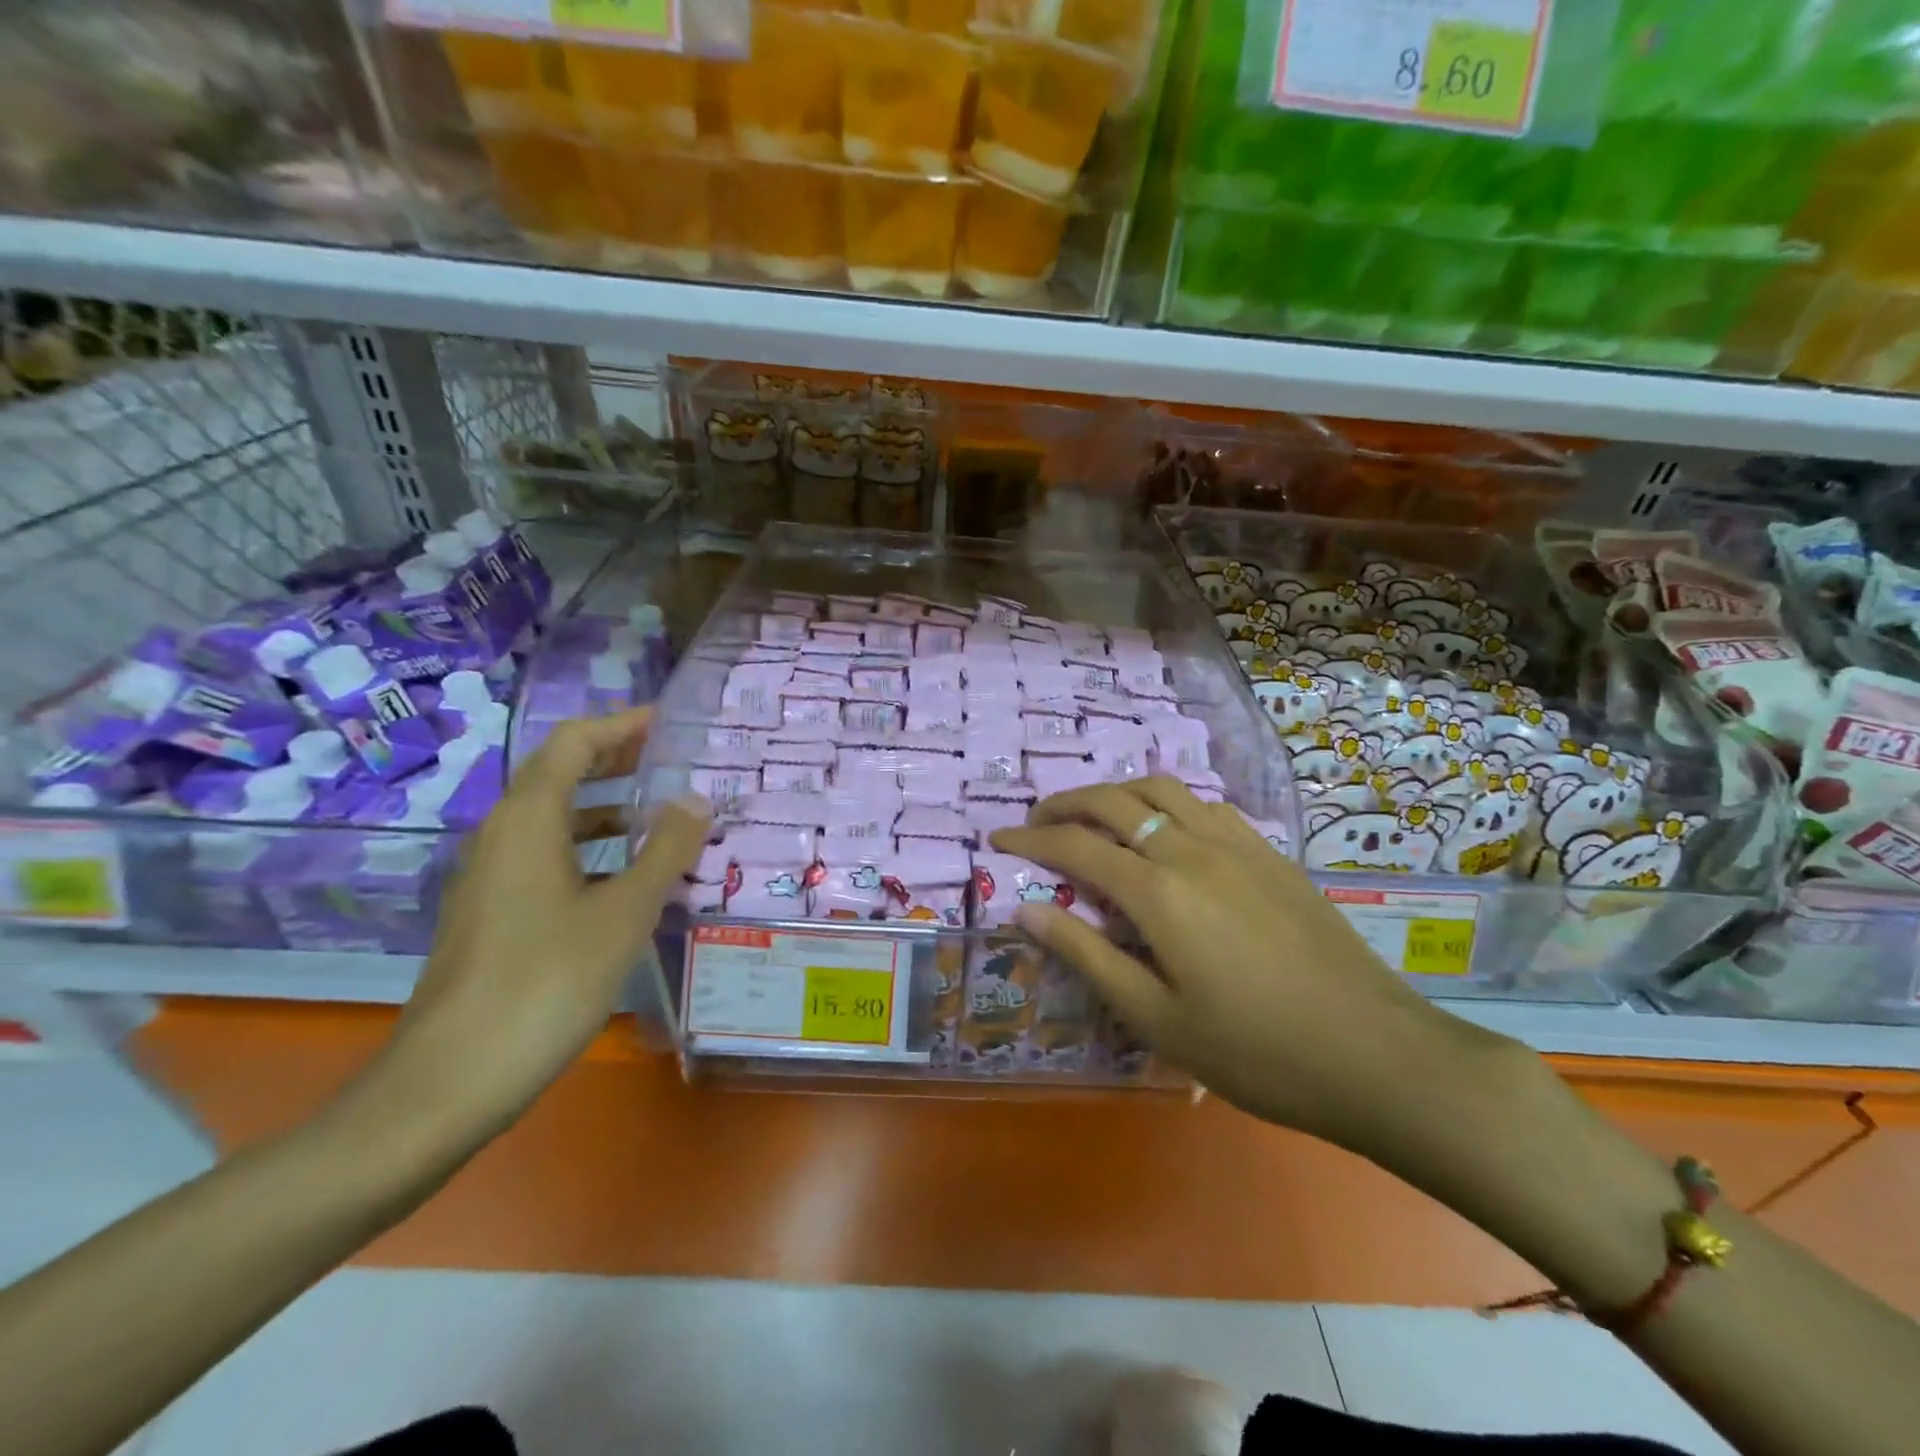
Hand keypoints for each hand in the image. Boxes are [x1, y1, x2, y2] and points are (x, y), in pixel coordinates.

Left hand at [354, 709, 710, 1151]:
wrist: (451, 1080)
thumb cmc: (547, 982)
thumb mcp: (624, 912)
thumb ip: (664, 850)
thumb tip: (695, 798)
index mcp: (527, 820)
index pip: (574, 743)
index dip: (622, 725)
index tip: (671, 723)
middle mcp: (501, 836)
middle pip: (560, 774)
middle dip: (617, 761)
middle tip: (675, 762)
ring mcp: (491, 877)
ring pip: (554, 819)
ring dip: (606, 807)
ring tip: (662, 818)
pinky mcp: (492, 914)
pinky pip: (546, 856)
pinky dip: (590, 848)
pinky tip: (627, 879)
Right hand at [990, 777, 1507, 1151]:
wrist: (1376, 1054)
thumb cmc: (1255, 1051)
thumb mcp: (1156, 1018)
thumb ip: (1088, 955)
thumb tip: (1026, 908)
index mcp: (1158, 892)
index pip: (1076, 845)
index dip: (1030, 839)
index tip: (998, 839)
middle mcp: (1192, 850)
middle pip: (1115, 800)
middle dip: (1065, 803)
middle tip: (1037, 822)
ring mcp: (1237, 845)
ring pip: (1162, 789)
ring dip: (1117, 792)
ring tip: (1094, 816)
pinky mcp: (1269, 853)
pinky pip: (1205, 804)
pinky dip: (1166, 802)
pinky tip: (1165, 830)